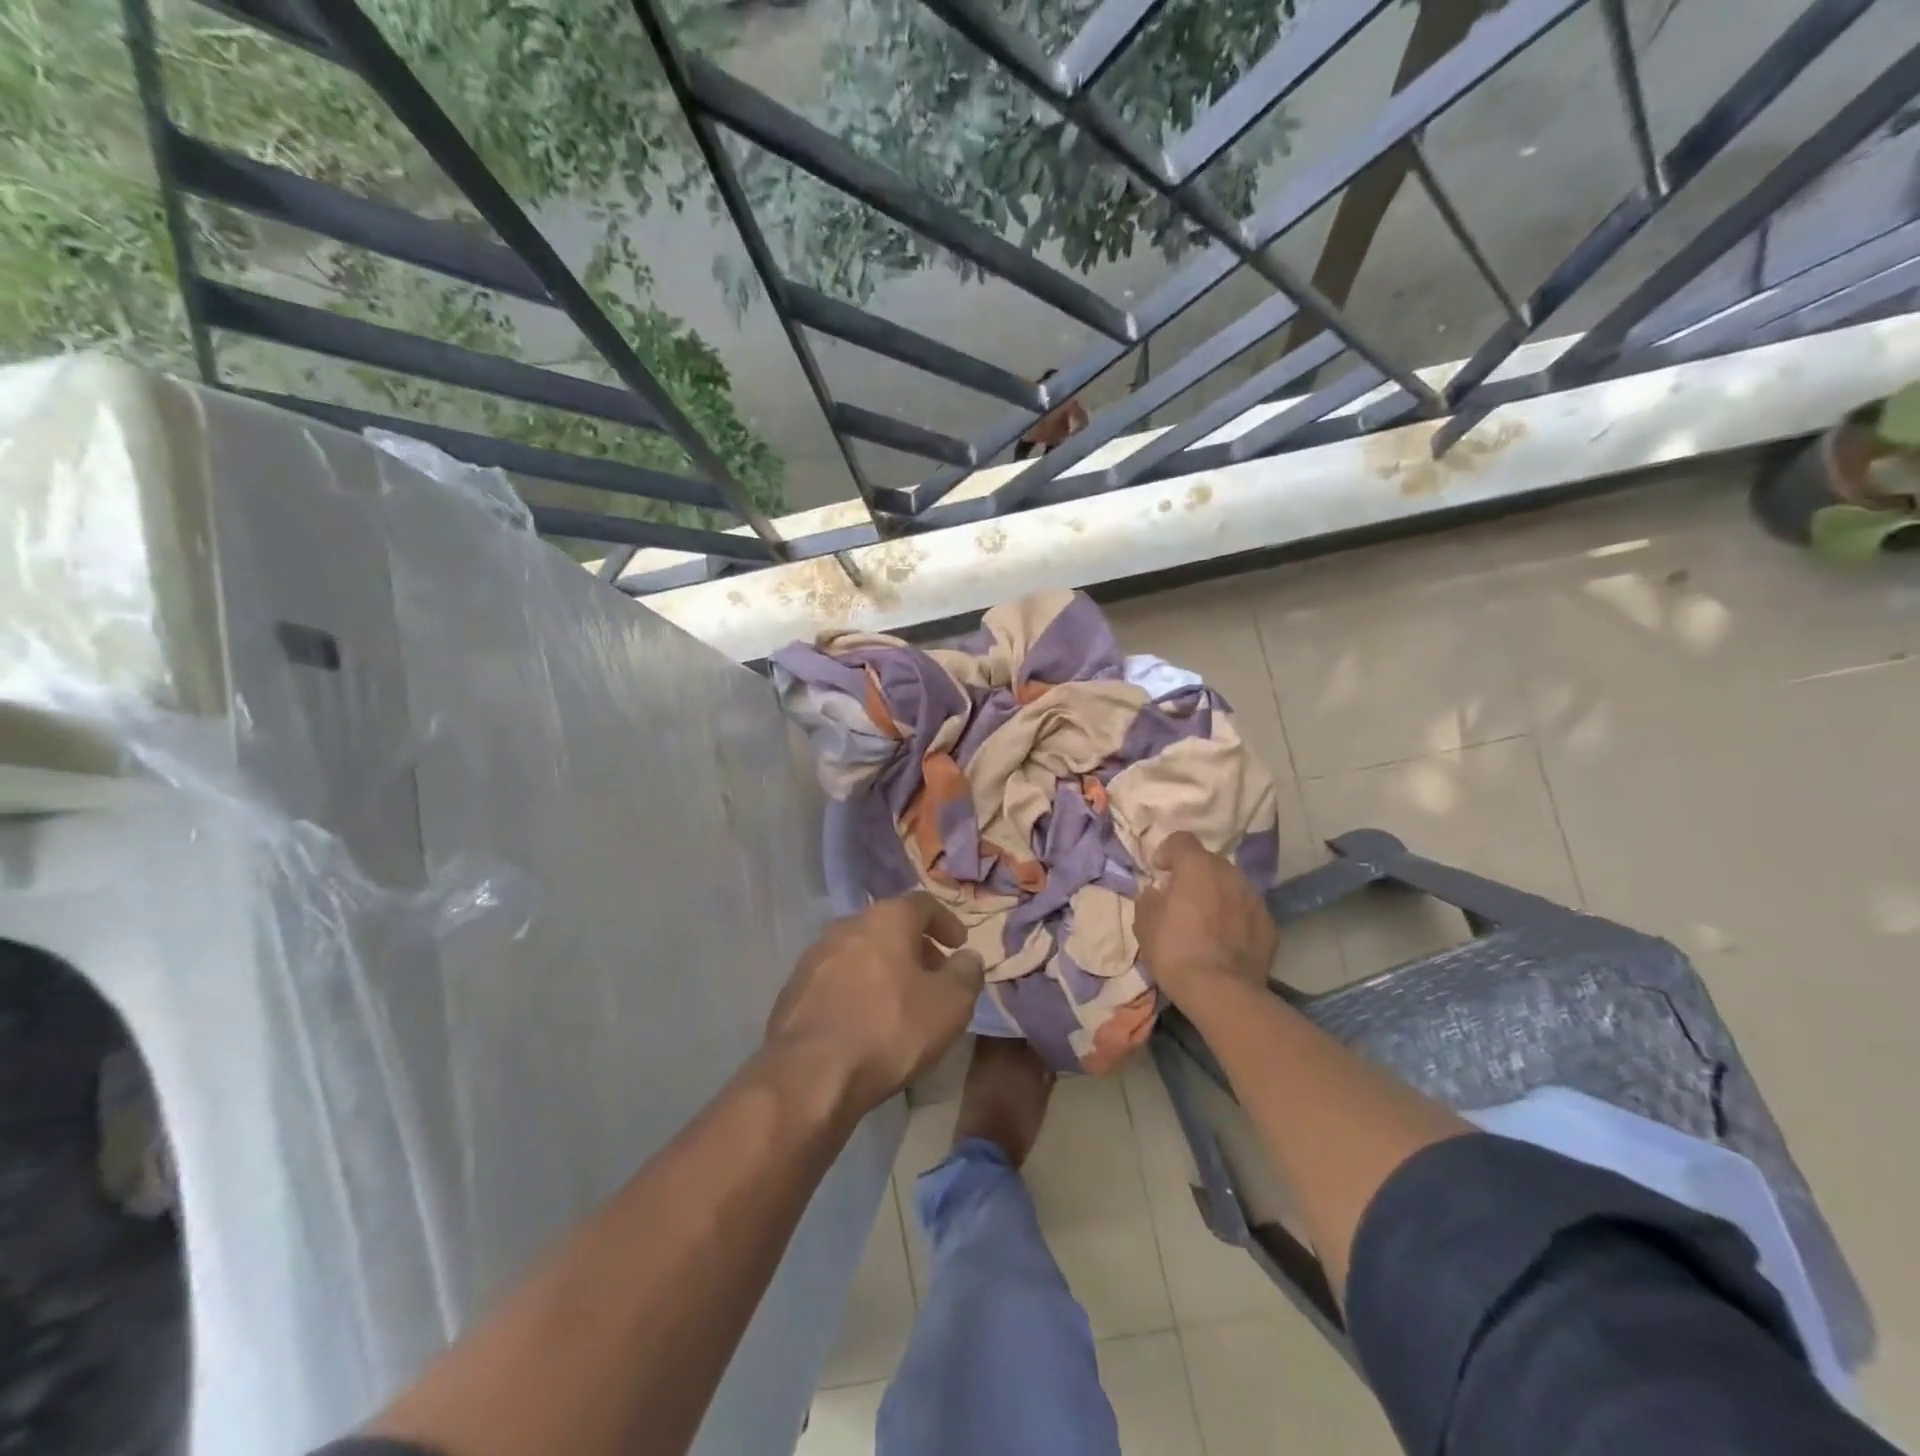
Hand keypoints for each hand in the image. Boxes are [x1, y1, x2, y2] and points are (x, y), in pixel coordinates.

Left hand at [766, 893, 985, 1116]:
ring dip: (884, 969)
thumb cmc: (889, 1030)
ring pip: (860, 952)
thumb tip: (968, 958)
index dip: (947, 922)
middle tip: (934, 977)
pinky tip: (864, 1022)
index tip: (959, 946)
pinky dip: (857, 990)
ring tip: (900, 1003)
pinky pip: (836, 980)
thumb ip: (966, 975)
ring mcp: (815, 956)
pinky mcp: (793, 989)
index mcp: (886, 919)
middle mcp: (847, 925)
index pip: (923, 904)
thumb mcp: (949, 1006)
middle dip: (915, 948)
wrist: (809, 1074)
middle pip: (889, 926)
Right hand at [1135, 831, 1277, 1008]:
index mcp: (1197, 866)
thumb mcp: (1144, 924)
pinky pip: (1247, 911)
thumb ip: (1148, 899)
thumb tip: (1156, 892)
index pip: (1182, 840)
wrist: (1221, 992)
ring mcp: (1254, 898)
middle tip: (1182, 899)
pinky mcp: (1270, 925)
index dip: (1168, 851)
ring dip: (1217, 894)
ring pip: (1232, 885)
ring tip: (1206, 921)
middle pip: (1209, 862)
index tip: (1160, 871)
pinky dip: (1236, 917)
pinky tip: (1226, 940)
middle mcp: (1230, 873)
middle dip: (1195, 874)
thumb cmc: (1175, 951)